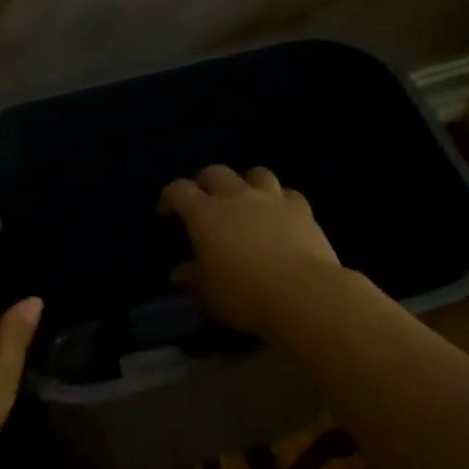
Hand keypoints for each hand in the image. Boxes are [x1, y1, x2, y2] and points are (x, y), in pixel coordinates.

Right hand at [158, 166, 341, 337]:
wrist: (301, 294)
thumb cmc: (243, 295)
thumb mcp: (207, 293)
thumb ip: (192, 278)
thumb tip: (179, 273)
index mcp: (205, 214)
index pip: (179, 191)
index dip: (170, 198)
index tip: (167, 213)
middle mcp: (236, 197)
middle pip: (215, 173)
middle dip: (205, 183)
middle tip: (204, 203)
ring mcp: (271, 199)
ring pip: (255, 173)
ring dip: (245, 183)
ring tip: (245, 201)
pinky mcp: (302, 209)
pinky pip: (287, 193)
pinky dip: (279, 200)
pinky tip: (278, 215)